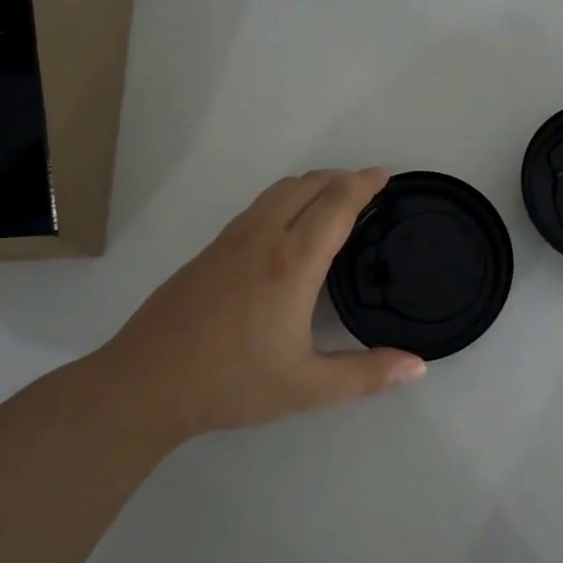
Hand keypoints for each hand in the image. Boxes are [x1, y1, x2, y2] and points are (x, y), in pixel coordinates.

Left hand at [102, 168, 426, 441]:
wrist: (144, 383)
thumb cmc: (230, 383)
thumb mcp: (306, 388)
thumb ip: (366, 375)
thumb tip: (419, 368)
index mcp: (293, 263)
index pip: (336, 204)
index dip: (365, 183)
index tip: (387, 175)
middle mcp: (264, 237)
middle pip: (309, 184)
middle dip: (343, 177)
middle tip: (369, 187)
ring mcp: (232, 238)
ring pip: (280, 189)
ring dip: (313, 183)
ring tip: (334, 198)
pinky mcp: (211, 247)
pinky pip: (260, 204)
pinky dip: (288, 197)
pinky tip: (290, 225)